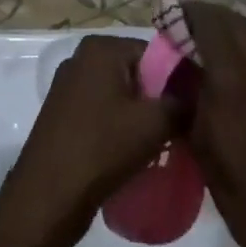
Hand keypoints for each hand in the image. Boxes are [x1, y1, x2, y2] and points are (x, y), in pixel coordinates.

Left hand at [0, 36, 177, 246]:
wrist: (46, 198)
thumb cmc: (101, 149)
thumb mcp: (154, 123)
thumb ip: (182, 101)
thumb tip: (199, 94)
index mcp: (100, 48)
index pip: (155, 53)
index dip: (178, 80)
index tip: (193, 110)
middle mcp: (81, 59)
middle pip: (137, 73)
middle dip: (159, 100)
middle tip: (179, 130)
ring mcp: (68, 87)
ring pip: (121, 95)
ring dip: (141, 117)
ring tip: (160, 145)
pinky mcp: (63, 115)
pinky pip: (103, 112)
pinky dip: (120, 127)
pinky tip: (134, 153)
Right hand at [181, 2, 245, 246]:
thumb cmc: (240, 190)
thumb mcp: (200, 140)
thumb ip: (189, 93)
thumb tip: (178, 64)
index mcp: (235, 79)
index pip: (210, 22)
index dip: (187, 14)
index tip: (169, 20)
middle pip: (233, 20)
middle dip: (207, 18)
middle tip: (184, 30)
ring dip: (229, 27)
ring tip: (207, 40)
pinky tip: (234, 59)